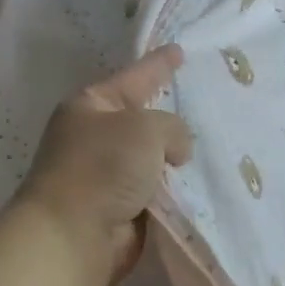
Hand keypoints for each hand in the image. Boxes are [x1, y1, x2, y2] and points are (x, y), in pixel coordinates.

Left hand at [16, 45, 193, 285]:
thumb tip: (175, 152)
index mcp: (90, 105)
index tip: (178, 50)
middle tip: (202, 102)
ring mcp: (105, 174)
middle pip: (141, 119)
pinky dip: (172, 189)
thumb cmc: (104, 166)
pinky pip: (154, 190)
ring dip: (174, 159)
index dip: (158, 64)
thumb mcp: (146, 128)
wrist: (73, 235)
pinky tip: (199, 184)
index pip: (133, 77)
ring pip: (151, 157)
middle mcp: (94, 136)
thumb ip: (172, 127)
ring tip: (211, 147)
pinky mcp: (117, 208)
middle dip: (168, 115)